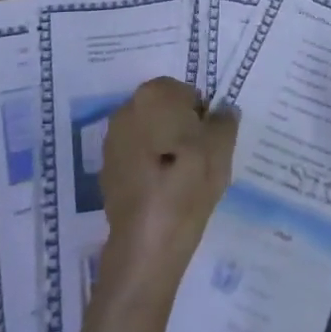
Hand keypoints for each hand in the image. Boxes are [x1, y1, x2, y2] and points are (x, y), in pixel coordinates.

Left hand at [99, 77, 236, 282]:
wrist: (149, 240)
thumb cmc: (189, 181)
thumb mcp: (221, 147)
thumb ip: (224, 120)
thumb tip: (223, 111)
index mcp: (154, 95)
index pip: (185, 92)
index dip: (201, 115)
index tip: (210, 141)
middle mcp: (126, 109)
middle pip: (163, 111)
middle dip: (180, 128)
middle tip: (200, 158)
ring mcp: (112, 141)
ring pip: (149, 134)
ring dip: (164, 147)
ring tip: (182, 178)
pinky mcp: (106, 170)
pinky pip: (136, 158)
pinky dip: (149, 167)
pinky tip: (163, 191)